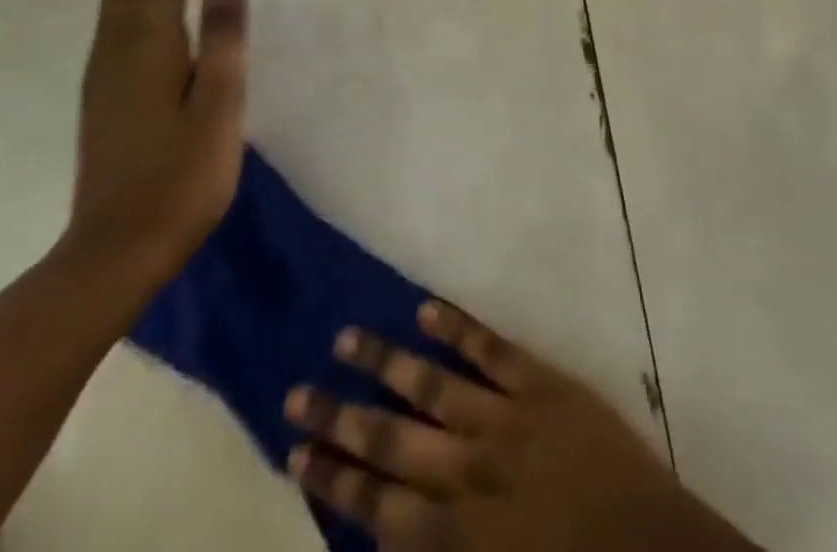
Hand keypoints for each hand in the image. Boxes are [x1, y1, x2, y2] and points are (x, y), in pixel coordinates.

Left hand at [64, 0, 248, 289]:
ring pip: (118, 15)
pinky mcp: (99, 105)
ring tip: (205, 26)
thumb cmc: (184, 174)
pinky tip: (179, 63)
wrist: (119, 252)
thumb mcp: (220, 96)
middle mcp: (110, 54)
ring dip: (158, 2)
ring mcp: (99, 82)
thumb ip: (222, 26)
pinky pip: (117, 42)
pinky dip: (148, 30)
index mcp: (142, 46)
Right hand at [283, 303, 759, 551]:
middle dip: (339, 419)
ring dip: (385, 361)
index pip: (376, 504)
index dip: (333, 478)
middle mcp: (469, 472)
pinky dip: (457, 329)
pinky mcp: (541, 384)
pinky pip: (490, 349)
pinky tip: (425, 308)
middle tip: (297, 394)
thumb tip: (387, 540)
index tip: (296, 453)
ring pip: (431, 383)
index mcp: (458, 537)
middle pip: (390, 439)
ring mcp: (505, 419)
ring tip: (346, 338)